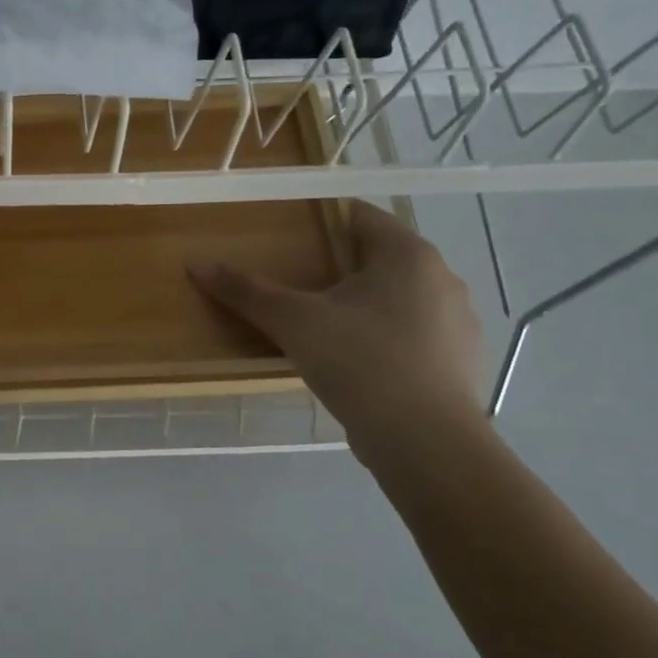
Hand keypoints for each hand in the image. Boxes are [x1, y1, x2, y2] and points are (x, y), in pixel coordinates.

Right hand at [188, 201, 483, 453]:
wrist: (425, 441)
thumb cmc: (360, 362)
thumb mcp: (293, 322)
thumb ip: (246, 290)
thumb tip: (197, 263)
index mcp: (407, 254)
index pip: (361, 216)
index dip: (321, 220)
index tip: (288, 237)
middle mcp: (442, 278)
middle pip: (380, 257)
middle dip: (338, 266)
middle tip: (295, 283)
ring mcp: (459, 322)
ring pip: (399, 298)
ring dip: (364, 304)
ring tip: (323, 326)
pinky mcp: (460, 362)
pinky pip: (415, 335)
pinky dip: (385, 339)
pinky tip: (357, 363)